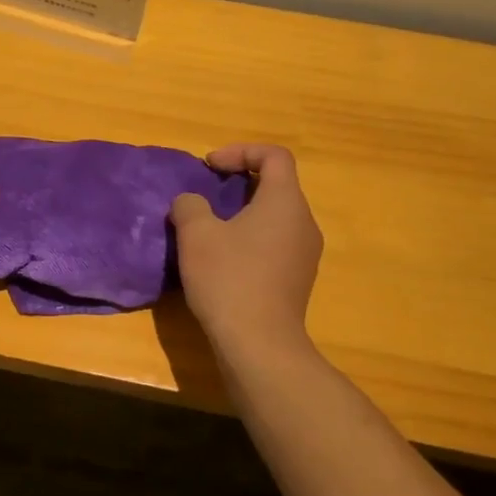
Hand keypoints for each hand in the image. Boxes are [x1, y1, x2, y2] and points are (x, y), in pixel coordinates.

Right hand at [170, 144, 322, 356]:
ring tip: (210, 230)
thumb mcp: (196, 234)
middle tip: (207, 196)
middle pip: (277, 186)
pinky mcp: (297, 280)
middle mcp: (304, 223)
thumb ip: (190, 205)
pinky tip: (224, 262)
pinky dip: (251, 239)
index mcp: (285, 202)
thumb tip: (191, 203)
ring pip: (276, 217)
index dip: (241, 151)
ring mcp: (305, 254)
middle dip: (240, 183)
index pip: (275, 156)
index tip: (210, 167)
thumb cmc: (228, 278)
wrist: (259, 343)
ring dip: (244, 214)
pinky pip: (275, 244)